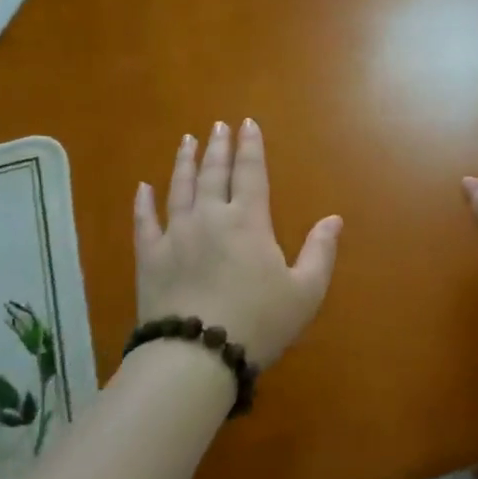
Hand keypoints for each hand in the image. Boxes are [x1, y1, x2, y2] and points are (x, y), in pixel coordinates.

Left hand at [135, 119, 341, 368]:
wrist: (197, 355)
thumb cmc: (259, 323)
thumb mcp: (305, 292)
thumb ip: (320, 252)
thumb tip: (334, 219)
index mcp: (248, 222)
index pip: (250, 173)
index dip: (250, 147)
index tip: (247, 124)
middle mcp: (210, 217)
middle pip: (213, 173)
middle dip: (217, 147)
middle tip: (217, 126)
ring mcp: (175, 235)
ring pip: (179, 188)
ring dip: (184, 162)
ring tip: (187, 141)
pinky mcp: (150, 257)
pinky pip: (145, 222)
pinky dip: (143, 203)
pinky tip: (143, 188)